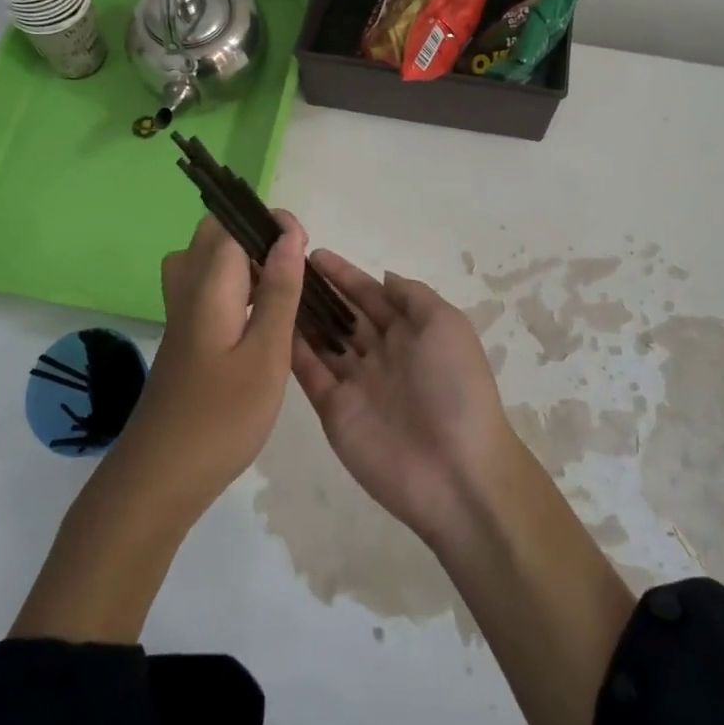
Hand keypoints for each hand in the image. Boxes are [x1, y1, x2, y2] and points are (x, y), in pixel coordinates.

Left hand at [115, 212, 306, 512]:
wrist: (160, 477)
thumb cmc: (221, 417)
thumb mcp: (266, 354)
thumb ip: (279, 291)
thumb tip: (288, 235)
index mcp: (208, 285)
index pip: (232, 224)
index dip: (269, 223)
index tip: (303, 245)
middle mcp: (186, 289)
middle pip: (212, 236)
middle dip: (254, 236)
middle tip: (290, 268)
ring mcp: (179, 315)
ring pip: (205, 262)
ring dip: (242, 262)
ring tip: (277, 289)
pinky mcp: (182, 338)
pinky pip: (205, 289)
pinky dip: (232, 287)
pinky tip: (256, 320)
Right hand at [291, 254, 517, 548]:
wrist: (455, 470)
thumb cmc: (455, 386)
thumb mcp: (447, 325)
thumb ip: (413, 296)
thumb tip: (383, 277)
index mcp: (412, 333)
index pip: (371, 296)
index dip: (345, 275)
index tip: (313, 254)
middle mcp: (381, 354)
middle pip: (344, 316)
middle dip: (318, 293)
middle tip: (280, 267)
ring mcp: (356, 383)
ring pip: (322, 342)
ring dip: (300, 317)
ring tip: (268, 289)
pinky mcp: (334, 410)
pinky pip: (309, 374)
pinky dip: (291, 351)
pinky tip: (270, 326)